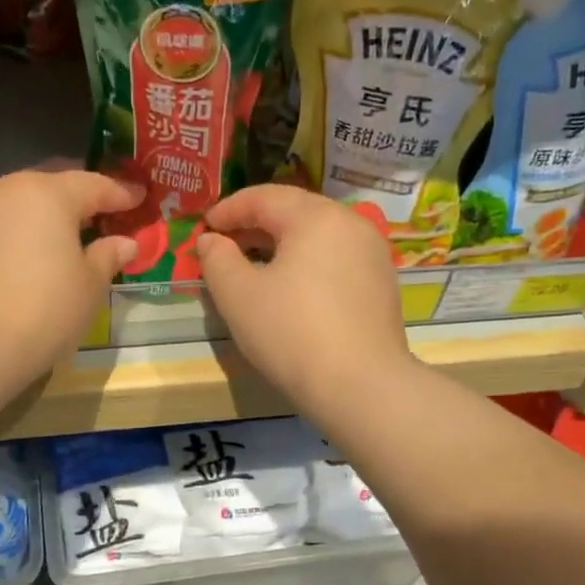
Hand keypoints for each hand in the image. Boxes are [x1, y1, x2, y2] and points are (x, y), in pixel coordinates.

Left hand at [0, 169, 141, 375]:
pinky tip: (32, 252)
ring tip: (67, 235)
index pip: (95, 184)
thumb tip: (124, 242)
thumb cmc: (43, 310)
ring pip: (22, 201)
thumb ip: (108, 256)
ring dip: (47, 213)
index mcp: (48, 193)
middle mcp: (8, 189)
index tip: (141, 197)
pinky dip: (22, 230)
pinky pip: (1, 222)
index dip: (122, 192)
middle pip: (54, 184)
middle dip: (81, 197)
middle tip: (105, 213)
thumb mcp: (89, 287)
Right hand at [196, 186, 412, 415]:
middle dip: (255, 226)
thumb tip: (211, 240)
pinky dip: (307, 265)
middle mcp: (351, 224)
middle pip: (294, 212)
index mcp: (316, 217)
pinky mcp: (381, 285)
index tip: (203, 229)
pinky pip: (336, 261)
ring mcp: (372, 254)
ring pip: (317, 237)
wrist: (361, 387)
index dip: (228, 210)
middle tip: (224, 248)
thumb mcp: (238, 296)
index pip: (264, 197)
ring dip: (281, 246)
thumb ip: (217, 259)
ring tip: (254, 269)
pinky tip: (291, 291)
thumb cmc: (291, 334)